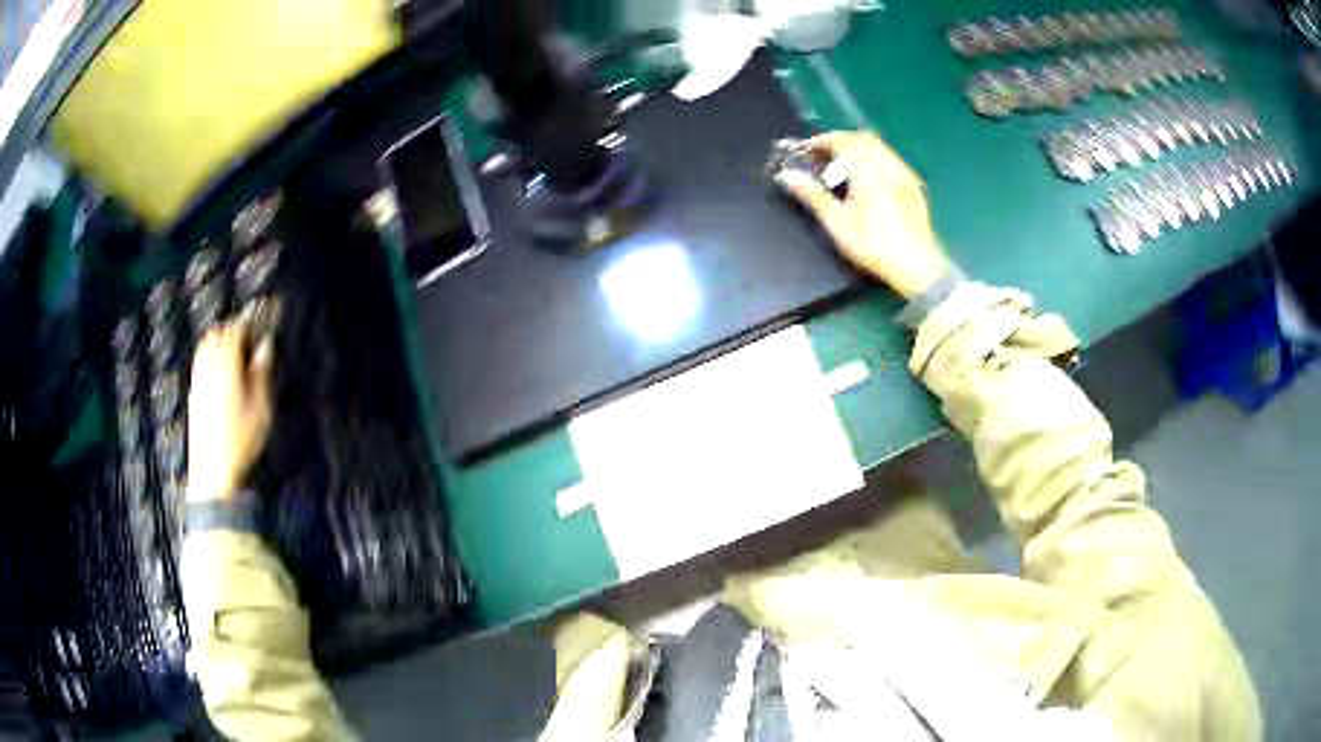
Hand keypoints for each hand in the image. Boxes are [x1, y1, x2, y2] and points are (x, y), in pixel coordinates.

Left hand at [186, 313, 274, 502]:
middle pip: (218, 332)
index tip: (268, 310)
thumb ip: (261, 372)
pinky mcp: (194, 393)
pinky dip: (211, 354)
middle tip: (253, 331)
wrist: (213, 471)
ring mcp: (198, 379)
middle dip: (235, 327)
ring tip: (237, 348)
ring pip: (206, 345)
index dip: (253, 317)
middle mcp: (208, 365)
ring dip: (221, 339)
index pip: (237, 329)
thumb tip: (265, 345)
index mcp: (226, 364)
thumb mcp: (260, 407)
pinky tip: (222, 368)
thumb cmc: (241, 440)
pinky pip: (201, 361)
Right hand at [776, 131, 953, 299]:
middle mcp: (888, 165)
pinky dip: (874, 158)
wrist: (917, 266)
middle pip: (862, 139)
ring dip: (858, 149)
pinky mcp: (914, 185)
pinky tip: (868, 178)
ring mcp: (904, 174)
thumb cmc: (874, 246)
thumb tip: (787, 175)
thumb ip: (812, 195)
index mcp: (869, 171)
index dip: (821, 141)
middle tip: (822, 155)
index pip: (842, 141)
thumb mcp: (838, 223)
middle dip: (840, 141)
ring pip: (879, 147)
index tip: (806, 149)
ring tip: (842, 166)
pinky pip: (891, 159)